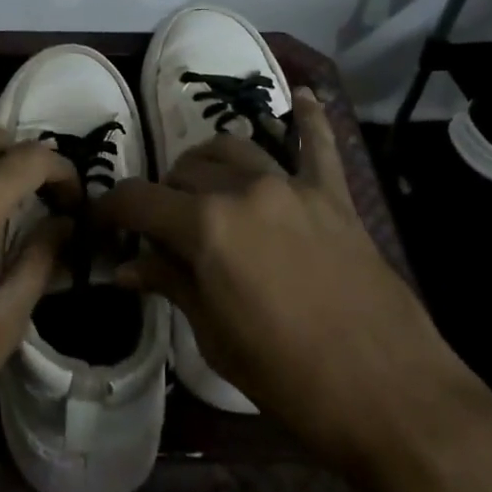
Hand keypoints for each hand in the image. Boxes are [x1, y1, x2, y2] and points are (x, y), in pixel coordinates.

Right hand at [98, 89, 458, 466]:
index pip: (140, 200)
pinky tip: (303, 97)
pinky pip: (319, 145)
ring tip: (204, 186)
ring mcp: (292, 186)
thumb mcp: (216, 337)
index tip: (100, 220)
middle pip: (185, 171)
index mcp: (206, 228)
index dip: (111, 208)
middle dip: (163, 195)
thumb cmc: (290, 378)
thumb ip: (171, 284)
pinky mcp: (334, 196)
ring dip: (209, 163)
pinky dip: (309, 119)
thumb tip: (125, 267)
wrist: (391, 394)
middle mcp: (244, 191)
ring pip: (234, 149)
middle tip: (160, 227)